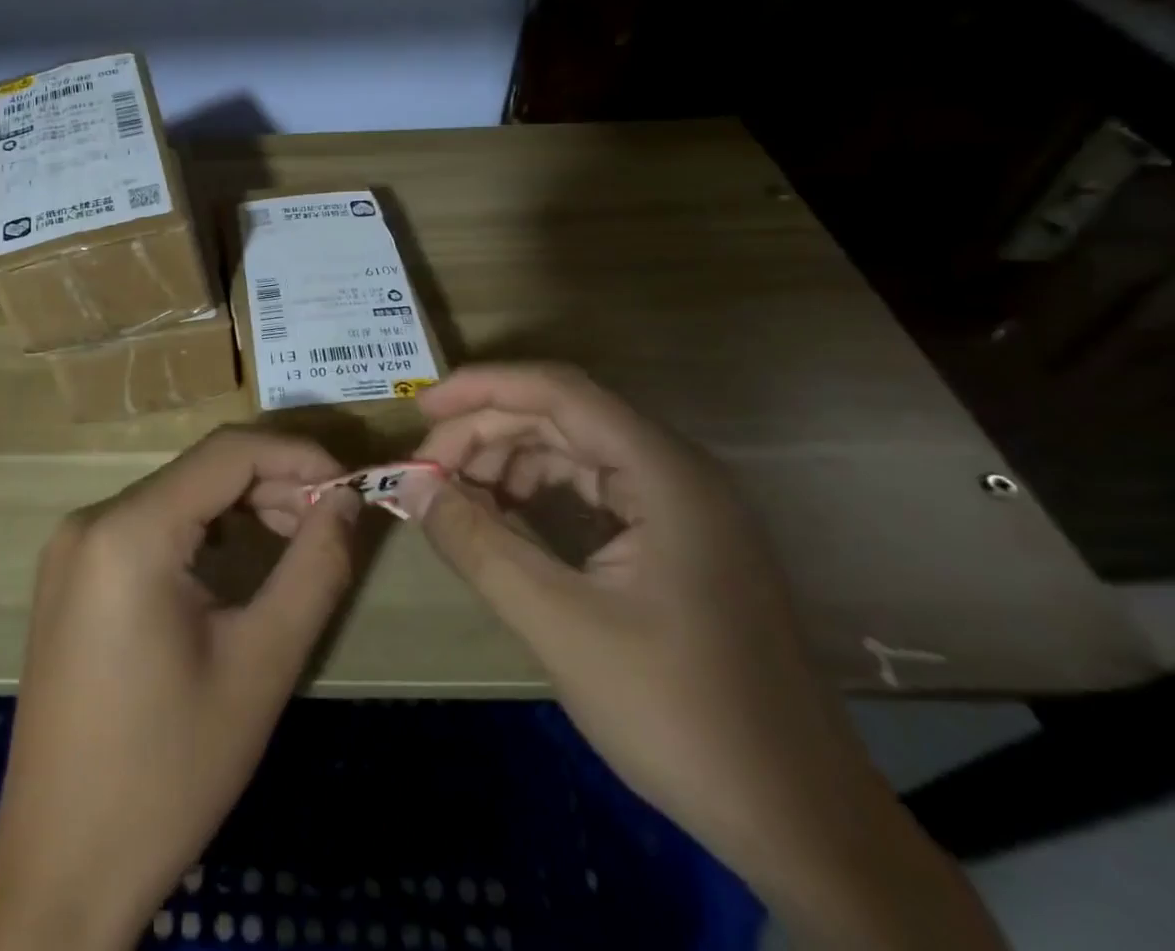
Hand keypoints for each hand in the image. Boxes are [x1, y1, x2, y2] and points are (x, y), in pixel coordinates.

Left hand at [0, 428, 359, 950]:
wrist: (62, 863)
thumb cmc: (169, 771)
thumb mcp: (261, 666)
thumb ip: (314, 569)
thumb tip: (346, 500)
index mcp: (129, 531)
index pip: (227, 452)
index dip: (296, 454)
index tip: (349, 482)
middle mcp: (91, 520)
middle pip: (200, 471)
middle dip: (272, 485)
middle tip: (329, 523)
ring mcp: (73, 546)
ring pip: (176, 496)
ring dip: (240, 507)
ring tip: (294, 542)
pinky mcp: (71, 573)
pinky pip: (148, 525)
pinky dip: (201, 529)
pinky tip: (235, 561)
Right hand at [400, 364, 1001, 950]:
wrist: (804, 824)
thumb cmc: (682, 716)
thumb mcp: (561, 626)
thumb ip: (478, 545)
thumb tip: (409, 484)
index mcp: (663, 473)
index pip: (558, 391)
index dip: (482, 389)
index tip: (420, 411)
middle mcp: (674, 471)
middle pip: (561, 415)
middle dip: (485, 432)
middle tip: (426, 471)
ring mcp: (679, 505)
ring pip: (573, 449)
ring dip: (507, 461)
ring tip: (455, 497)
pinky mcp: (674, 539)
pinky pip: (591, 488)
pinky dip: (537, 493)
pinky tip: (503, 521)